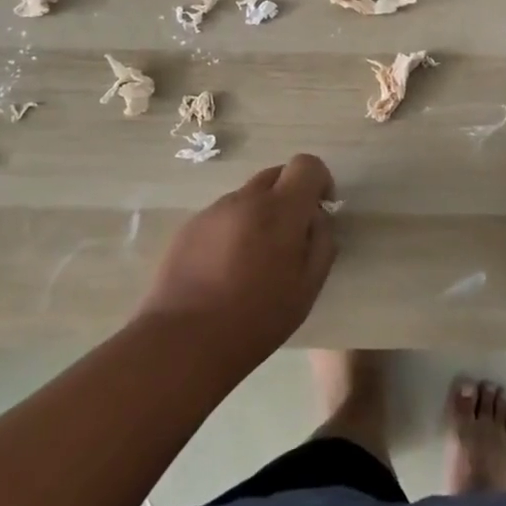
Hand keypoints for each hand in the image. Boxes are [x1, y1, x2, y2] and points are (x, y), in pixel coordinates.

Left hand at [136, 153, 337, 368]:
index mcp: (280, 209)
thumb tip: (316, 219)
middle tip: (288, 239)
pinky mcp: (189, 226)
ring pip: (248, 197)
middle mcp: (246, 198)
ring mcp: (214, 210)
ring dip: (259, 215)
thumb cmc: (256, 319)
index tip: (319, 211)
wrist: (183, 341)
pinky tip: (224, 270)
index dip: (319, 181)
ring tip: (252, 261)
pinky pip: (223, 216)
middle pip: (276, 175)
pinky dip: (233, 230)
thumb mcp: (307, 288)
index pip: (307, 164)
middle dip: (289, 197)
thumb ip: (321, 243)